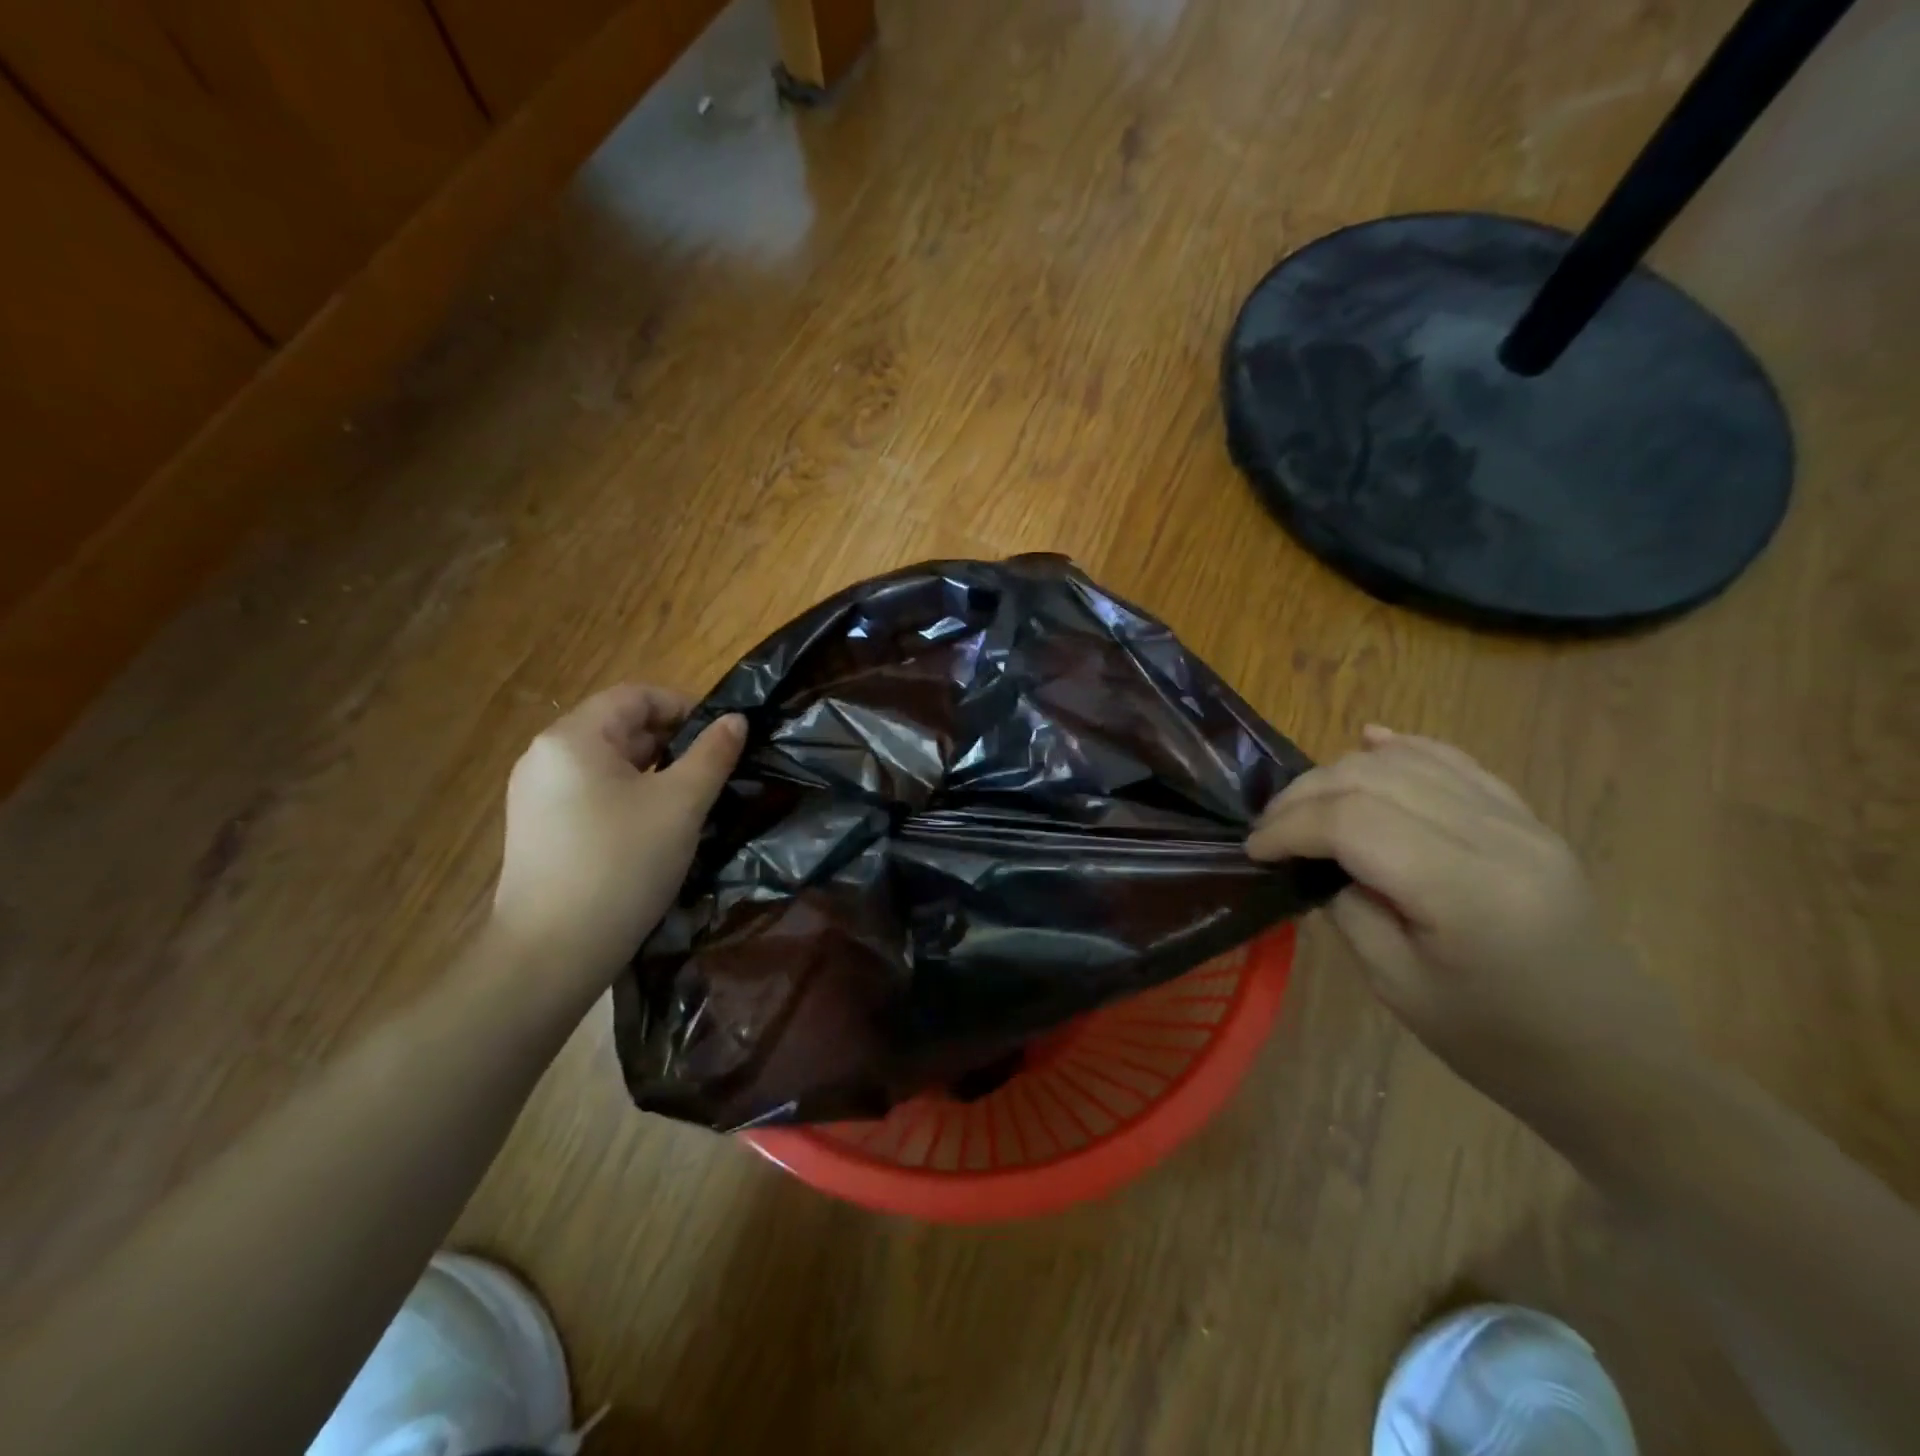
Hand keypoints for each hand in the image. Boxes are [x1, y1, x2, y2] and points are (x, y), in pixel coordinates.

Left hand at [491, 685, 744, 994]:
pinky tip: (652, 831)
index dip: (683, 707)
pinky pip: (591, 794)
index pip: (635, 696)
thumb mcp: (680, 805)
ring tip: (688, 804)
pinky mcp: (538, 830)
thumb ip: (711, 755)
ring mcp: (535, 796)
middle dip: (671, 742)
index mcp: (572, 738)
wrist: (551, 954)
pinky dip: (627, 797)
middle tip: (712, 774)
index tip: (720, 738)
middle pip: (618, 727)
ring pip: (607, 764)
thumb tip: (736, 720)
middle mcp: (544, 757)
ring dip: (652, 772)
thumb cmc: (621, 865)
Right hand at [1247, 726, 1685, 1120]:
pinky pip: (1454, 762)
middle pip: (1376, 779)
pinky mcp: (1528, 819)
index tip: (1255, 851)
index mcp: (1467, 893)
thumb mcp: (1399, 986)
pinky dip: (1402, 749)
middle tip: (1270, 829)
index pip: (1355, 822)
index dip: (1291, 827)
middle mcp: (1498, 839)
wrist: (1611, 1060)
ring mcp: (1521, 822)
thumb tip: (1314, 861)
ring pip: (1408, 761)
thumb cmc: (1496, 1042)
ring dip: (1341, 773)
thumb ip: (1349, 908)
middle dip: (1305, 795)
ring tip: (1304, 805)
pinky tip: (1370, 743)